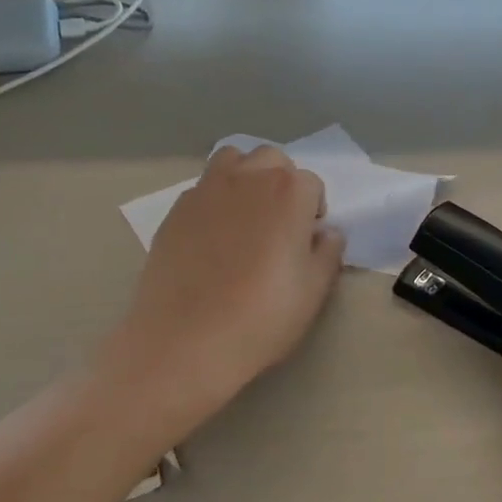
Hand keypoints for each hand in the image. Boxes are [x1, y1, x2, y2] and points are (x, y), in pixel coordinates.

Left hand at [100, 145, 345, 436]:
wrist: (186, 341)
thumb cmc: (261, 318)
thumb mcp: (313, 292)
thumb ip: (327, 254)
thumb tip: (328, 234)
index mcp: (288, 193)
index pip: (312, 184)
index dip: (314, 212)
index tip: (307, 242)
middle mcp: (247, 178)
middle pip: (272, 160)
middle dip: (281, 184)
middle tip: (279, 226)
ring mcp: (205, 191)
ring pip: (232, 162)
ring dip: (246, 180)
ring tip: (245, 220)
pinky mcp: (174, 211)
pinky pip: (202, 190)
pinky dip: (214, 202)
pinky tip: (212, 241)